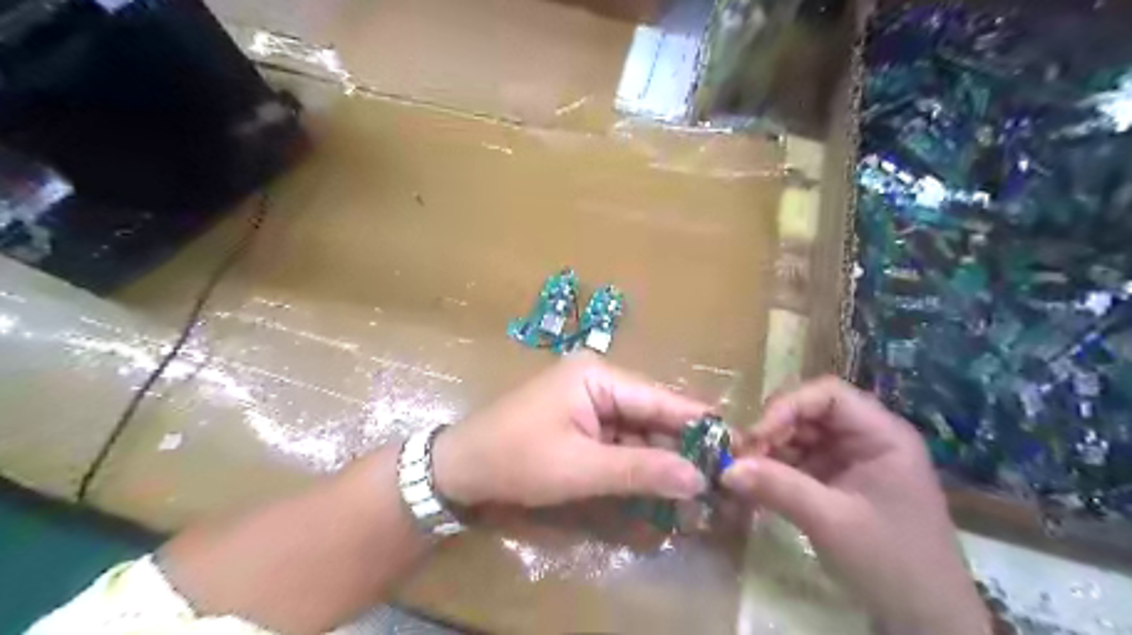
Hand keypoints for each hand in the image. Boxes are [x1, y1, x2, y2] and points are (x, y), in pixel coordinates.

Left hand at [433, 355, 704, 508]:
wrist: (460, 468)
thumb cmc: (517, 460)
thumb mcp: (582, 469)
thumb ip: (642, 471)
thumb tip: (699, 477)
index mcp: (598, 376)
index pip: (661, 398)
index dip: (699, 424)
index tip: (739, 447)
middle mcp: (598, 380)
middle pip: (652, 413)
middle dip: (682, 447)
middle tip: (721, 478)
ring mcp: (589, 400)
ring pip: (638, 430)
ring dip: (663, 458)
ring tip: (701, 487)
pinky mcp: (582, 421)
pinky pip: (620, 440)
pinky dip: (638, 463)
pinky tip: (663, 484)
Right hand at [720, 378, 987, 632]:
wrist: (926, 620)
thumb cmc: (891, 563)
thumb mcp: (831, 522)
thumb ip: (777, 488)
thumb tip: (725, 468)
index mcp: (882, 435)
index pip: (828, 395)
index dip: (789, 405)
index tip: (757, 435)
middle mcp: (867, 438)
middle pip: (810, 413)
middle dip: (774, 430)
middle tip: (742, 456)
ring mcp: (852, 460)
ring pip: (800, 436)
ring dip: (770, 450)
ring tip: (744, 472)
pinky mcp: (839, 481)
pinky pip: (801, 461)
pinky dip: (777, 469)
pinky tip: (758, 485)